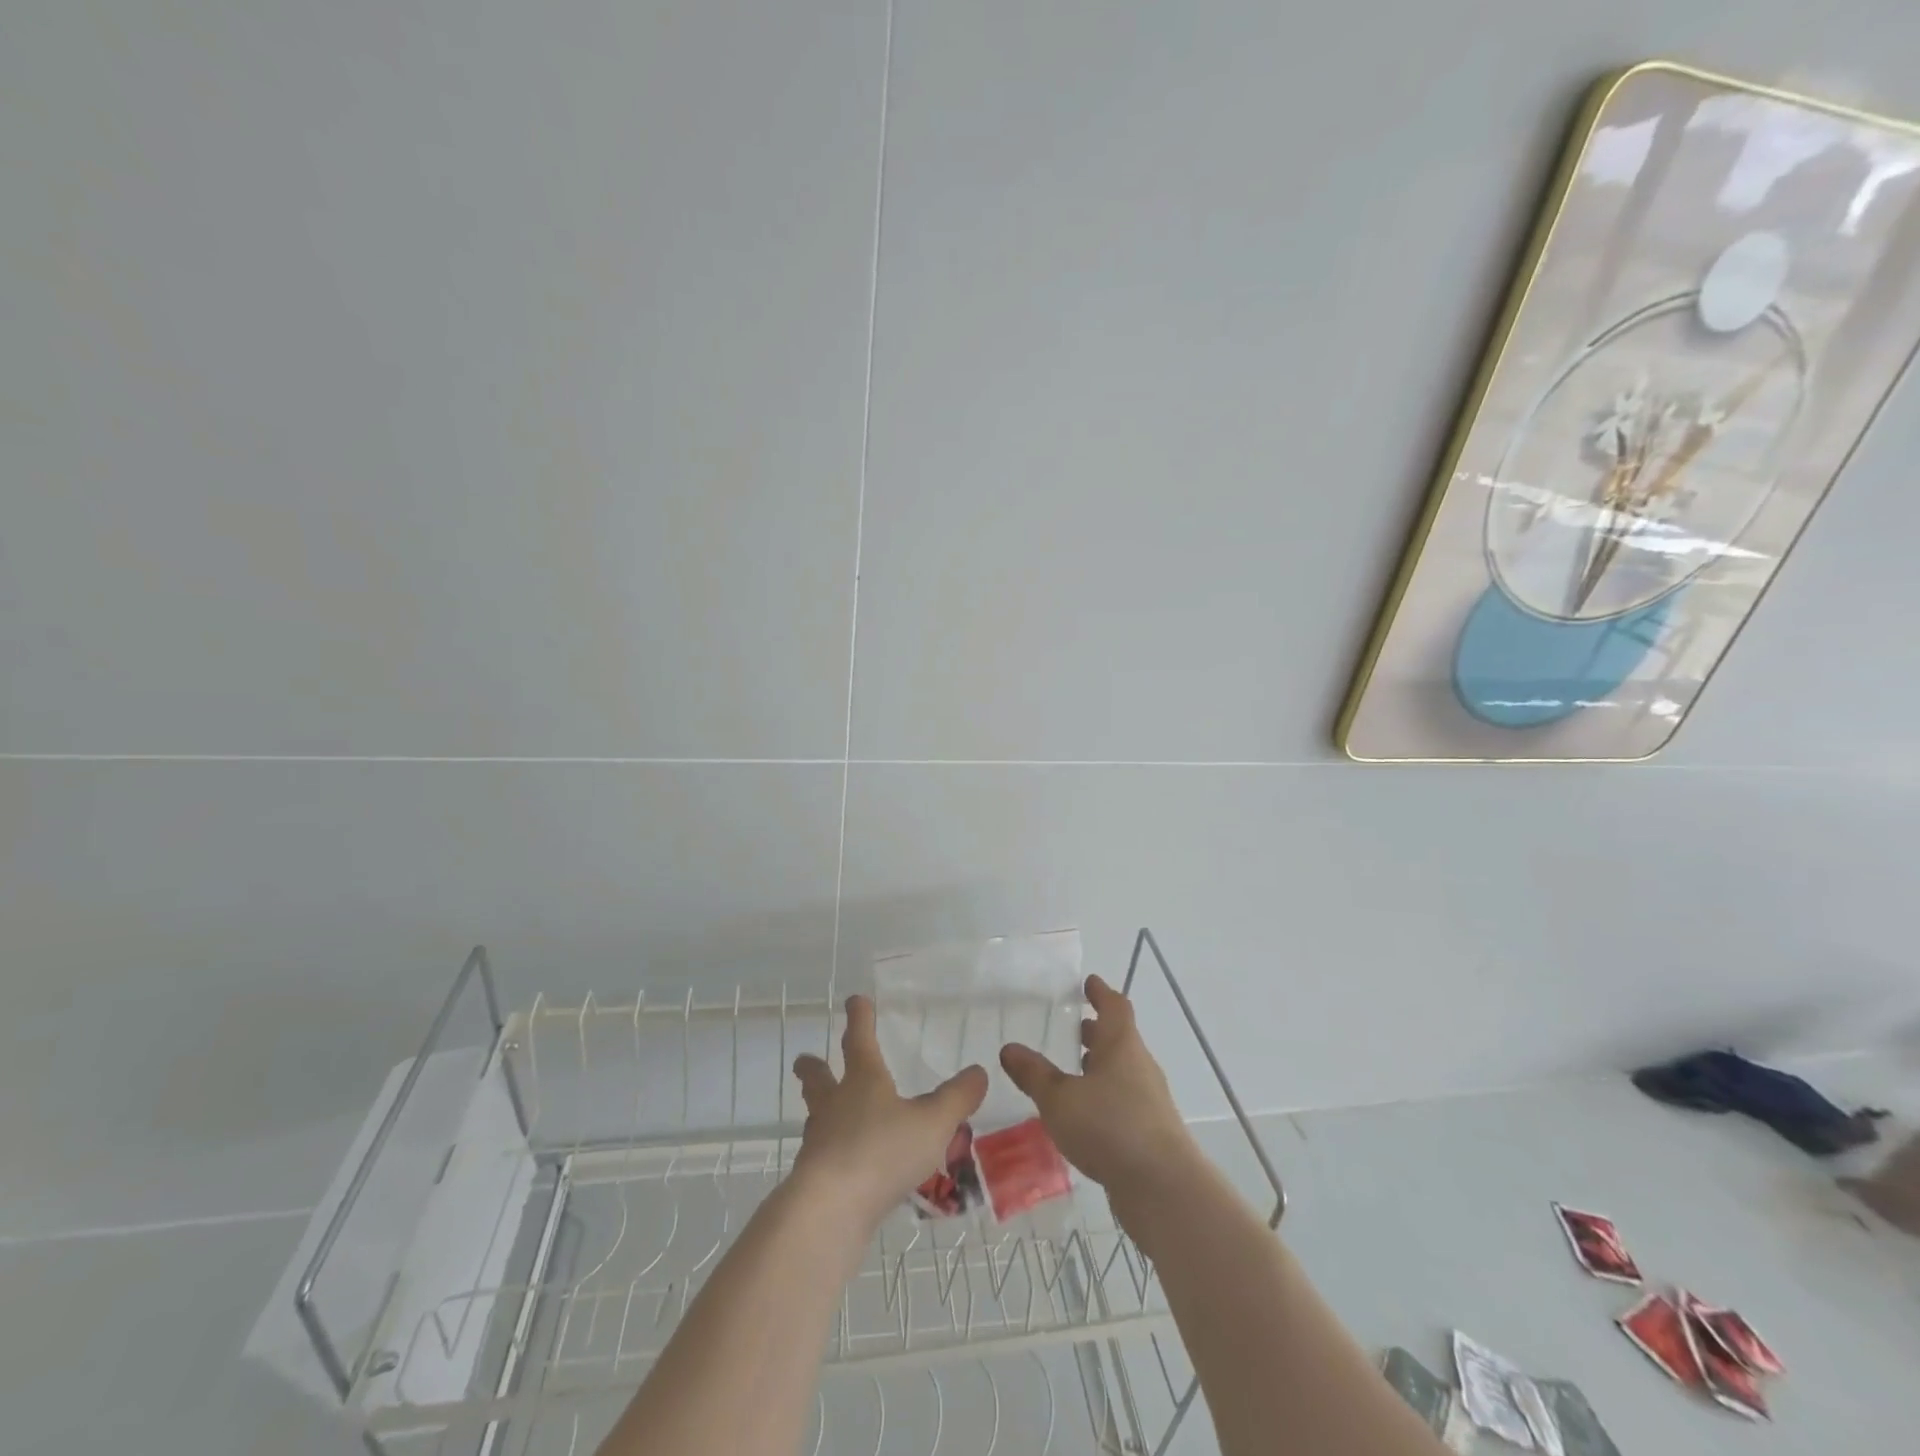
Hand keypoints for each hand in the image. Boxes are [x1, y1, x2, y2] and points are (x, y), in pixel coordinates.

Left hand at [791, 995, 988, 1227]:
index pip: (860, 1038)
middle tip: (805, 1060)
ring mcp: (819, 1142)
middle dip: (815, 1067)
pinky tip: (844, 1167)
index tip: (855, 1001)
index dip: (860, 1018)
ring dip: (820, 1110)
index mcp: (863, 1080)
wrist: (829, 1210)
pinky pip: (821, 1157)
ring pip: (816, 1117)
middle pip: (819, 1078)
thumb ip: (957, 1099)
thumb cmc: (882, 1151)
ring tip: (826, 1115)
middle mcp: (835, 1104)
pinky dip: (830, 1153)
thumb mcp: (932, 1123)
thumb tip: (979, 1072)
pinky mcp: (814, 1178)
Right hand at [1000, 974, 1196, 1196]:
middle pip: (1118, 1039)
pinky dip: (1103, 1097)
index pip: (1114, 1006)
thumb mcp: (1059, 1099)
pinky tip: (1083, 1115)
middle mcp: (1139, 1065)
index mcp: (1121, 1045)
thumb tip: (1009, 1048)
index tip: (1088, 983)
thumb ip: (1034, 1074)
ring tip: (1070, 1071)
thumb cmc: (1109, 1127)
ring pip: (1121, 1071)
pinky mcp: (1150, 1131)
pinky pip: (1123, 1101)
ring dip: (1099, 1067)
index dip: (1101, 992)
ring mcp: (1149, 1100)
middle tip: (1071, 1027)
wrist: (1163, 1188)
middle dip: (1096, 1032)